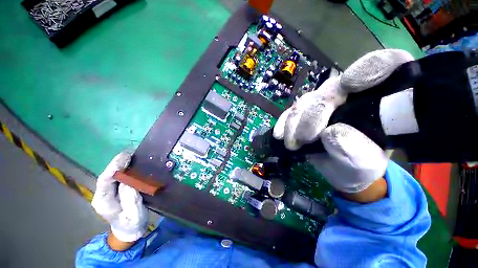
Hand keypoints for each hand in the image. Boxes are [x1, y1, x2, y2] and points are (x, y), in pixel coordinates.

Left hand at [91, 152, 147, 247]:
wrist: (129, 230)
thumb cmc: (133, 224)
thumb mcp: (135, 214)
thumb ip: (131, 200)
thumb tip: (129, 182)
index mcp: (104, 202)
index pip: (105, 181)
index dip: (114, 167)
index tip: (126, 157)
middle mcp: (102, 195)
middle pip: (107, 175)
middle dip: (117, 162)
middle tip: (131, 152)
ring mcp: (107, 192)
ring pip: (111, 174)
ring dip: (121, 163)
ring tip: (132, 153)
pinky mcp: (114, 190)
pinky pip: (117, 176)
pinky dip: (124, 167)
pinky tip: (132, 161)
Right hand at [273, 49, 413, 200]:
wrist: (342, 171)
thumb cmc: (361, 166)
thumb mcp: (365, 164)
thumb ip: (356, 150)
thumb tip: (330, 133)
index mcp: (378, 100)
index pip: (381, 66)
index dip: (367, 68)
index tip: (349, 86)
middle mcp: (349, 95)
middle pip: (330, 89)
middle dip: (314, 113)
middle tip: (305, 138)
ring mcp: (323, 103)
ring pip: (306, 101)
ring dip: (295, 121)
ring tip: (292, 143)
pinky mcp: (305, 112)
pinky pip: (291, 112)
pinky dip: (283, 122)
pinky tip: (279, 135)